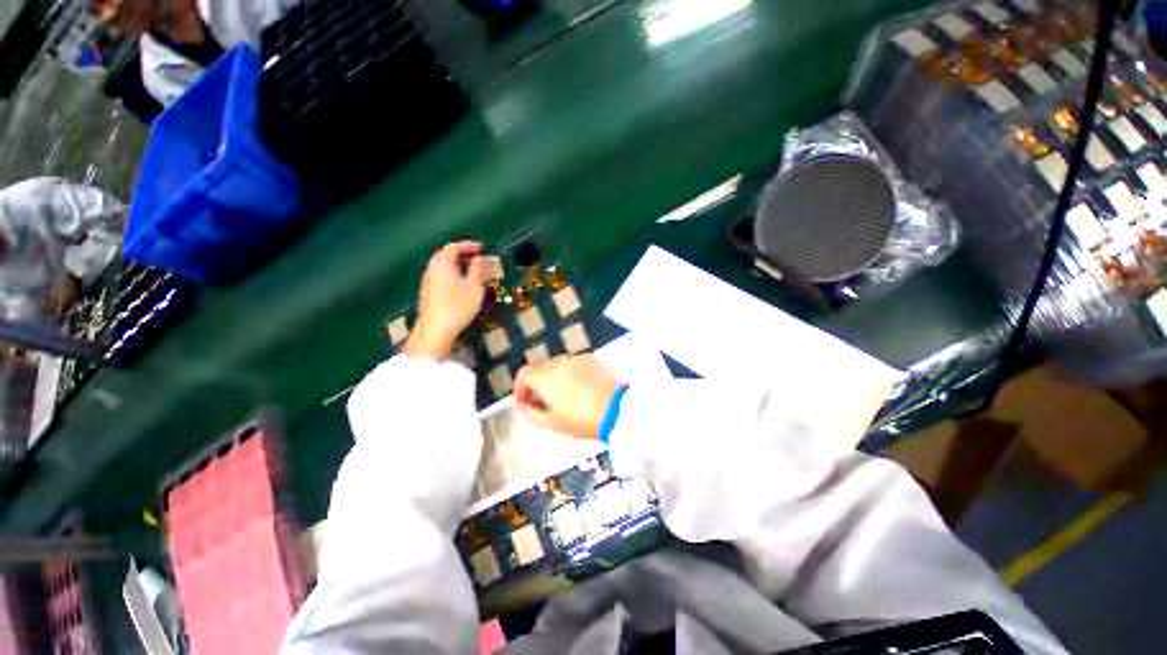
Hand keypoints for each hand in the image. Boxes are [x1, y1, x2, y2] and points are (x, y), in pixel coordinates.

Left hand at [404, 241, 485, 360]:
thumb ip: (478, 270)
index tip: (482, 248)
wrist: (435, 329)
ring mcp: (428, 281)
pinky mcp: (428, 293)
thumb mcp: (474, 286)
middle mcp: (432, 268)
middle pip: (447, 256)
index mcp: (442, 263)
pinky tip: (463, 287)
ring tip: (474, 273)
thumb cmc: (457, 305)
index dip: (469, 245)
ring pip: (444, 267)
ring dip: (459, 267)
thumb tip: (479, 259)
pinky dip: (454, 276)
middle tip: (479, 260)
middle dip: (464, 256)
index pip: (454, 247)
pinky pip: (442, 277)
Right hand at [514, 355, 620, 437]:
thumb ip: (530, 413)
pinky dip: (569, 373)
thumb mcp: (552, 423)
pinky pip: (573, 364)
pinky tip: (579, 388)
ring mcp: (576, 358)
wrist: (618, 409)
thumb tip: (523, 405)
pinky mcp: (591, 358)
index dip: (520, 388)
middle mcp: (558, 362)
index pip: (523, 374)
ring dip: (552, 378)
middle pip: (539, 368)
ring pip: (556, 365)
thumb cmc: (582, 419)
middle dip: (536, 383)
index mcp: (545, 377)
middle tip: (543, 402)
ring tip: (562, 396)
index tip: (526, 403)